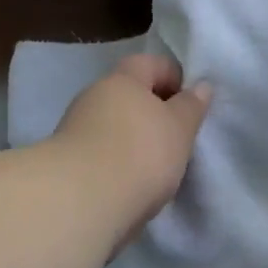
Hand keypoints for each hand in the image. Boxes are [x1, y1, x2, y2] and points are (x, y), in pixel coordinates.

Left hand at [51, 53, 212, 246]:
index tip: (191, 106)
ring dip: (132, 140)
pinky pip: (100, 153)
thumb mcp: (179, 128)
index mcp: (123, 78)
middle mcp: (95, 94)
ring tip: (155, 170)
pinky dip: (116, 164)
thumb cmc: (139, 153)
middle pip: (130, 94)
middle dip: (153, 112)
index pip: (152, 63)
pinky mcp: (65, 163)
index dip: (175, 79)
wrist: (79, 203)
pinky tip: (129, 186)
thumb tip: (201, 86)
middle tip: (176, 139)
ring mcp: (75, 128)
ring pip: (113, 125)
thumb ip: (191, 106)